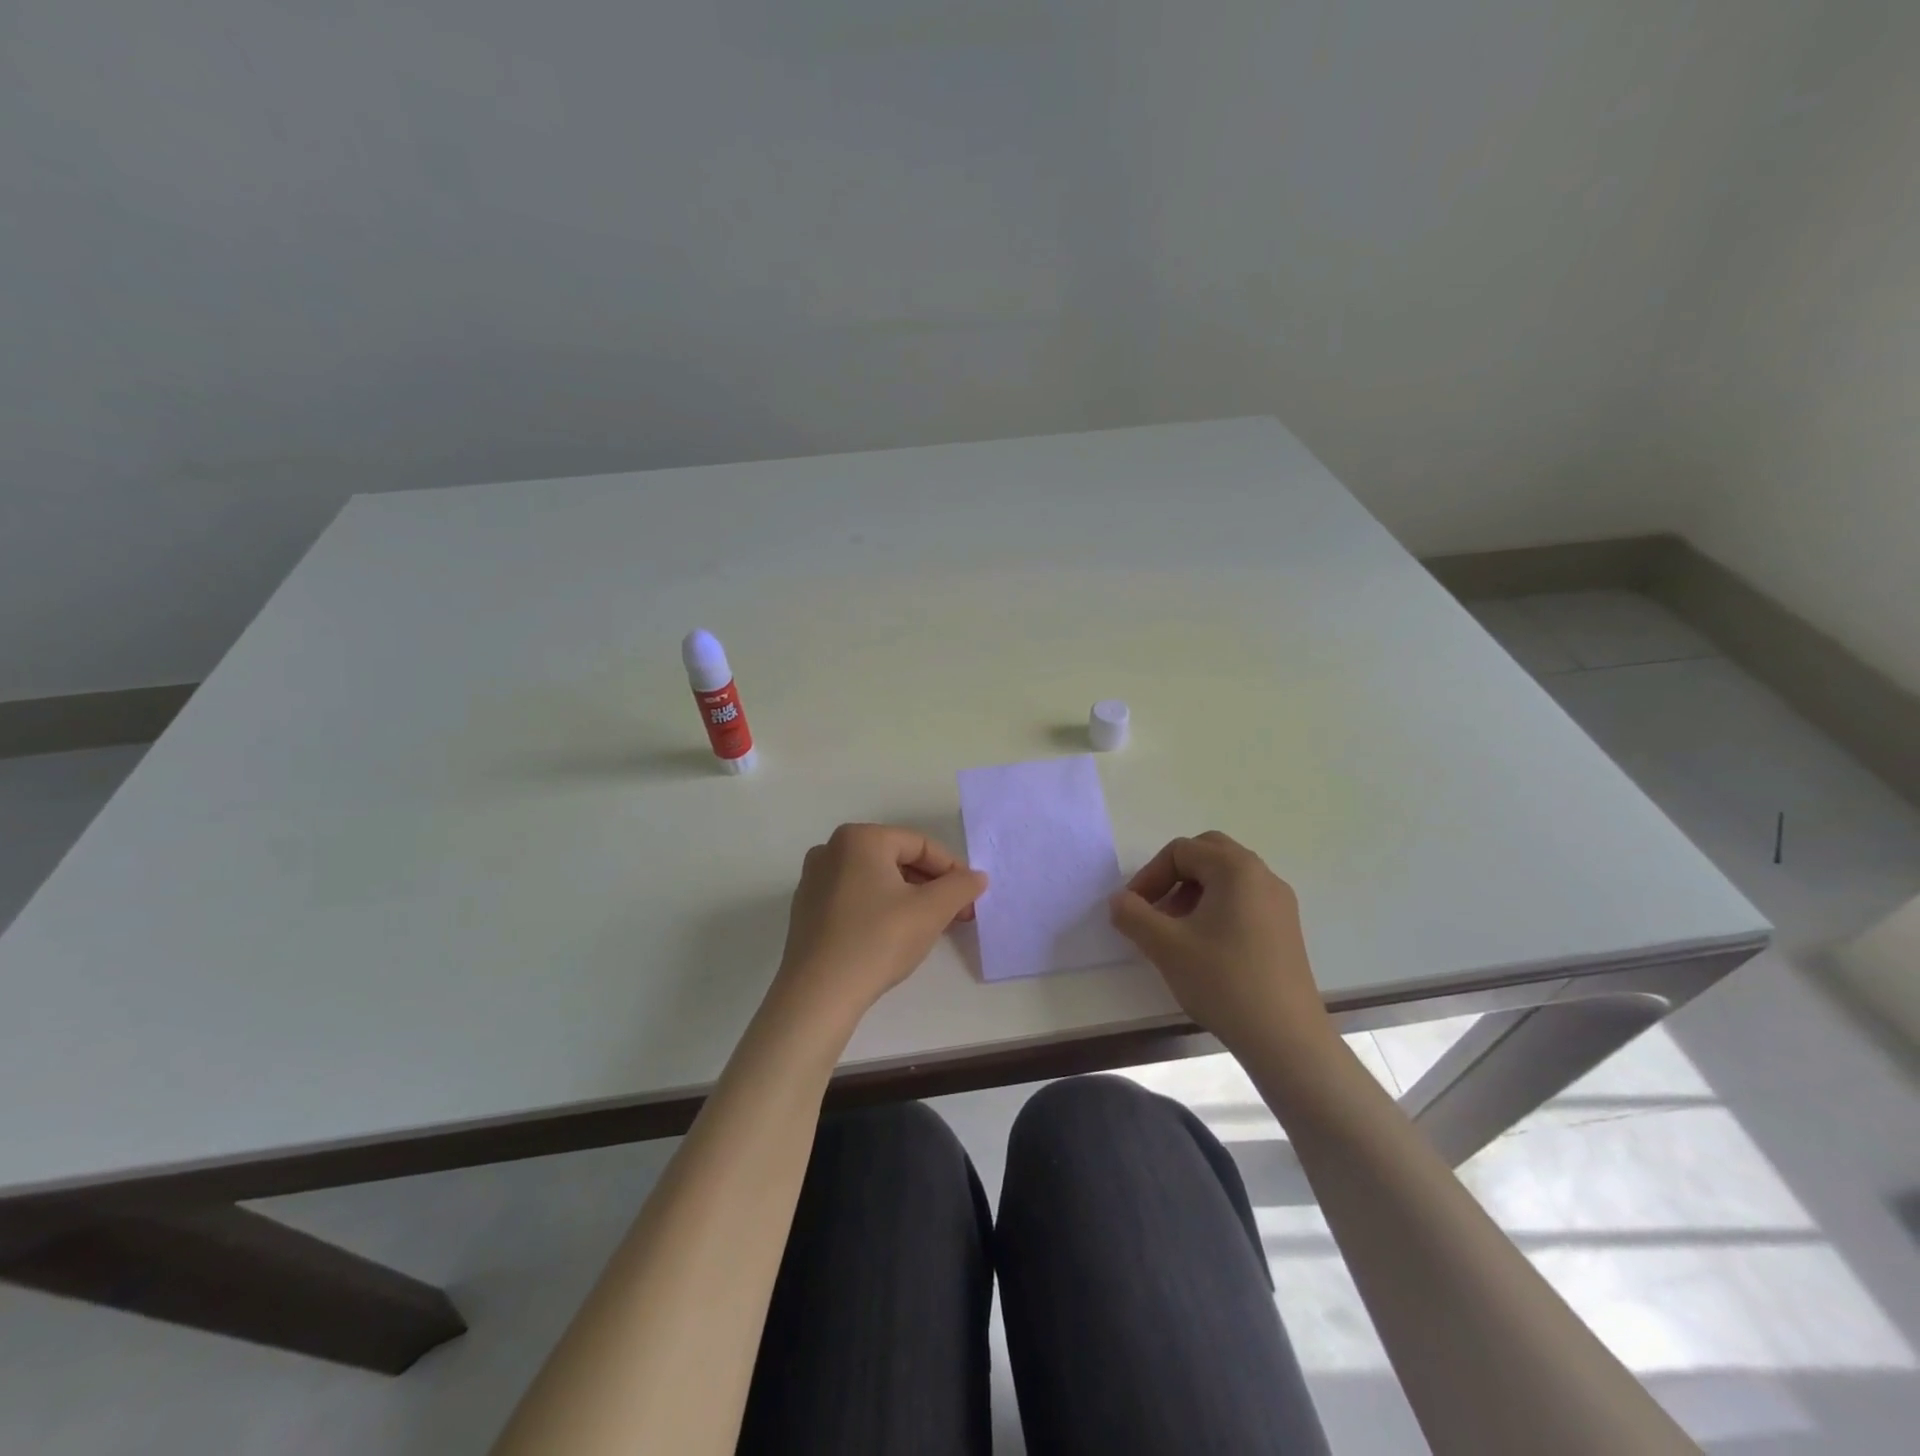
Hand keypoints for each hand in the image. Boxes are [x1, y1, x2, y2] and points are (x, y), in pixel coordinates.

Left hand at [772, 823, 987, 1028]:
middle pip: (896, 859)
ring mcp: (814, 879)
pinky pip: (854, 897)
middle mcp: (831, 849)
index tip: (971, 898)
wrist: (818, 994)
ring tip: (930, 926)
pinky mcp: (806, 909)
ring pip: (876, 880)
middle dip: (931, 885)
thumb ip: (960, 887)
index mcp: (860, 838)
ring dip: (908, 898)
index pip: (920, 845)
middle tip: (955, 914)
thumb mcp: (930, 911)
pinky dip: (880, 908)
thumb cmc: (878, 940)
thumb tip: (977, 877)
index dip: (952, 870)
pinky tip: (894, 936)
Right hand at [1108, 831, 1334, 1057]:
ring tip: (1175, 931)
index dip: (1149, 875)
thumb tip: (1119, 900)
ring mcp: (1280, 903)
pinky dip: (1217, 908)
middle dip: (1174, 876)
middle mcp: (1263, 876)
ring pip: (1227, 878)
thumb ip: (1132, 915)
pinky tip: (1205, 947)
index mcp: (1236, 869)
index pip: (1181, 851)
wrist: (1285, 1038)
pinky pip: (1244, 900)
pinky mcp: (1286, 929)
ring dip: (1194, 892)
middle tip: (1156, 908)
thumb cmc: (1223, 981)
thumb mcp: (1165, 946)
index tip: (1133, 909)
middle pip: (1208, 854)